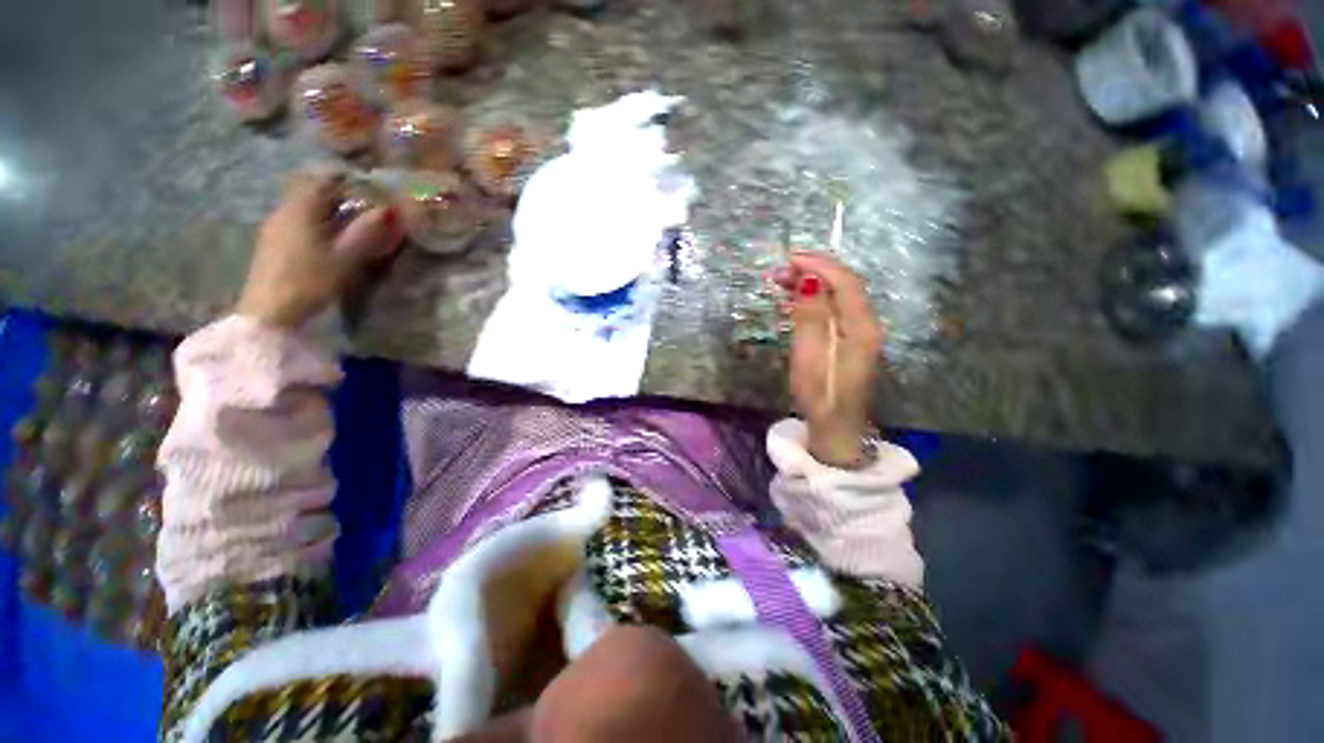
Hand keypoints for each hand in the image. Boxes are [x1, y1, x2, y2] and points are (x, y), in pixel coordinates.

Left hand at [236, 172, 402, 328]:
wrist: (268, 311)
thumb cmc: (309, 281)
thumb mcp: (344, 258)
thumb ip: (366, 232)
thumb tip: (388, 210)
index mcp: (301, 209)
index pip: (323, 180)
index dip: (348, 181)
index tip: (371, 191)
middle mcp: (284, 210)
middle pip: (312, 191)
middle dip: (339, 196)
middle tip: (366, 210)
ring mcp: (275, 226)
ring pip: (304, 207)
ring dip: (328, 211)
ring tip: (351, 227)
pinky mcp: (272, 242)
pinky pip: (297, 221)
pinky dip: (316, 223)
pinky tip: (328, 241)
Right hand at [777, 251, 885, 467]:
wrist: (837, 427)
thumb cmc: (821, 396)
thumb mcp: (809, 356)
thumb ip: (810, 317)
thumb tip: (809, 279)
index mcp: (862, 326)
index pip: (845, 282)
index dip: (819, 265)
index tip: (789, 258)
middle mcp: (867, 323)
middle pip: (845, 284)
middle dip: (814, 271)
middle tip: (779, 271)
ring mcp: (860, 331)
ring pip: (839, 295)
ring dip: (813, 283)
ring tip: (782, 281)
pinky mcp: (850, 339)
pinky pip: (835, 308)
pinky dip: (815, 298)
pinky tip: (797, 298)